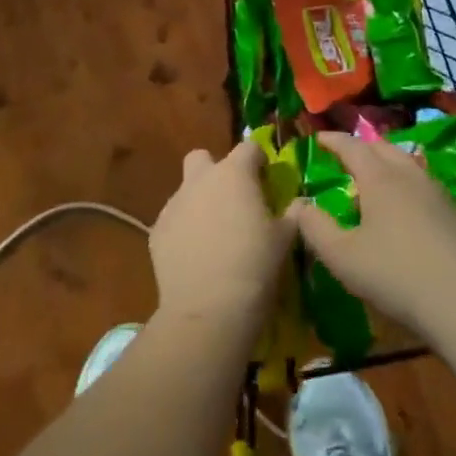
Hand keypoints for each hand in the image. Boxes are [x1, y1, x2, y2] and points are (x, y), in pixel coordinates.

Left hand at [149, 140, 292, 329]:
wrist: (208, 309)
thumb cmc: (255, 266)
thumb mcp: (285, 239)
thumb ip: (292, 214)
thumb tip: (298, 204)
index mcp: (234, 174)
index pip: (248, 147)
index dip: (258, 160)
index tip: (266, 180)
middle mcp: (200, 180)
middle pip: (203, 157)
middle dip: (216, 171)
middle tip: (233, 199)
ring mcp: (174, 204)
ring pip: (186, 190)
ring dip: (199, 202)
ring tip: (214, 234)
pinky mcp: (156, 231)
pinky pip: (173, 219)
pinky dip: (184, 229)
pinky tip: (196, 255)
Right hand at [284, 132, 455, 338]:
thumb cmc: (395, 274)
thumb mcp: (342, 256)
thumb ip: (315, 228)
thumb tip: (299, 205)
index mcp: (379, 178)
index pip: (353, 147)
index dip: (334, 140)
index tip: (319, 137)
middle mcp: (409, 176)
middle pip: (384, 148)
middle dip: (362, 147)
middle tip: (346, 154)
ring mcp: (437, 194)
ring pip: (408, 164)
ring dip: (387, 163)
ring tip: (374, 177)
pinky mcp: (455, 215)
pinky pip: (423, 185)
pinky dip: (406, 183)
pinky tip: (405, 206)